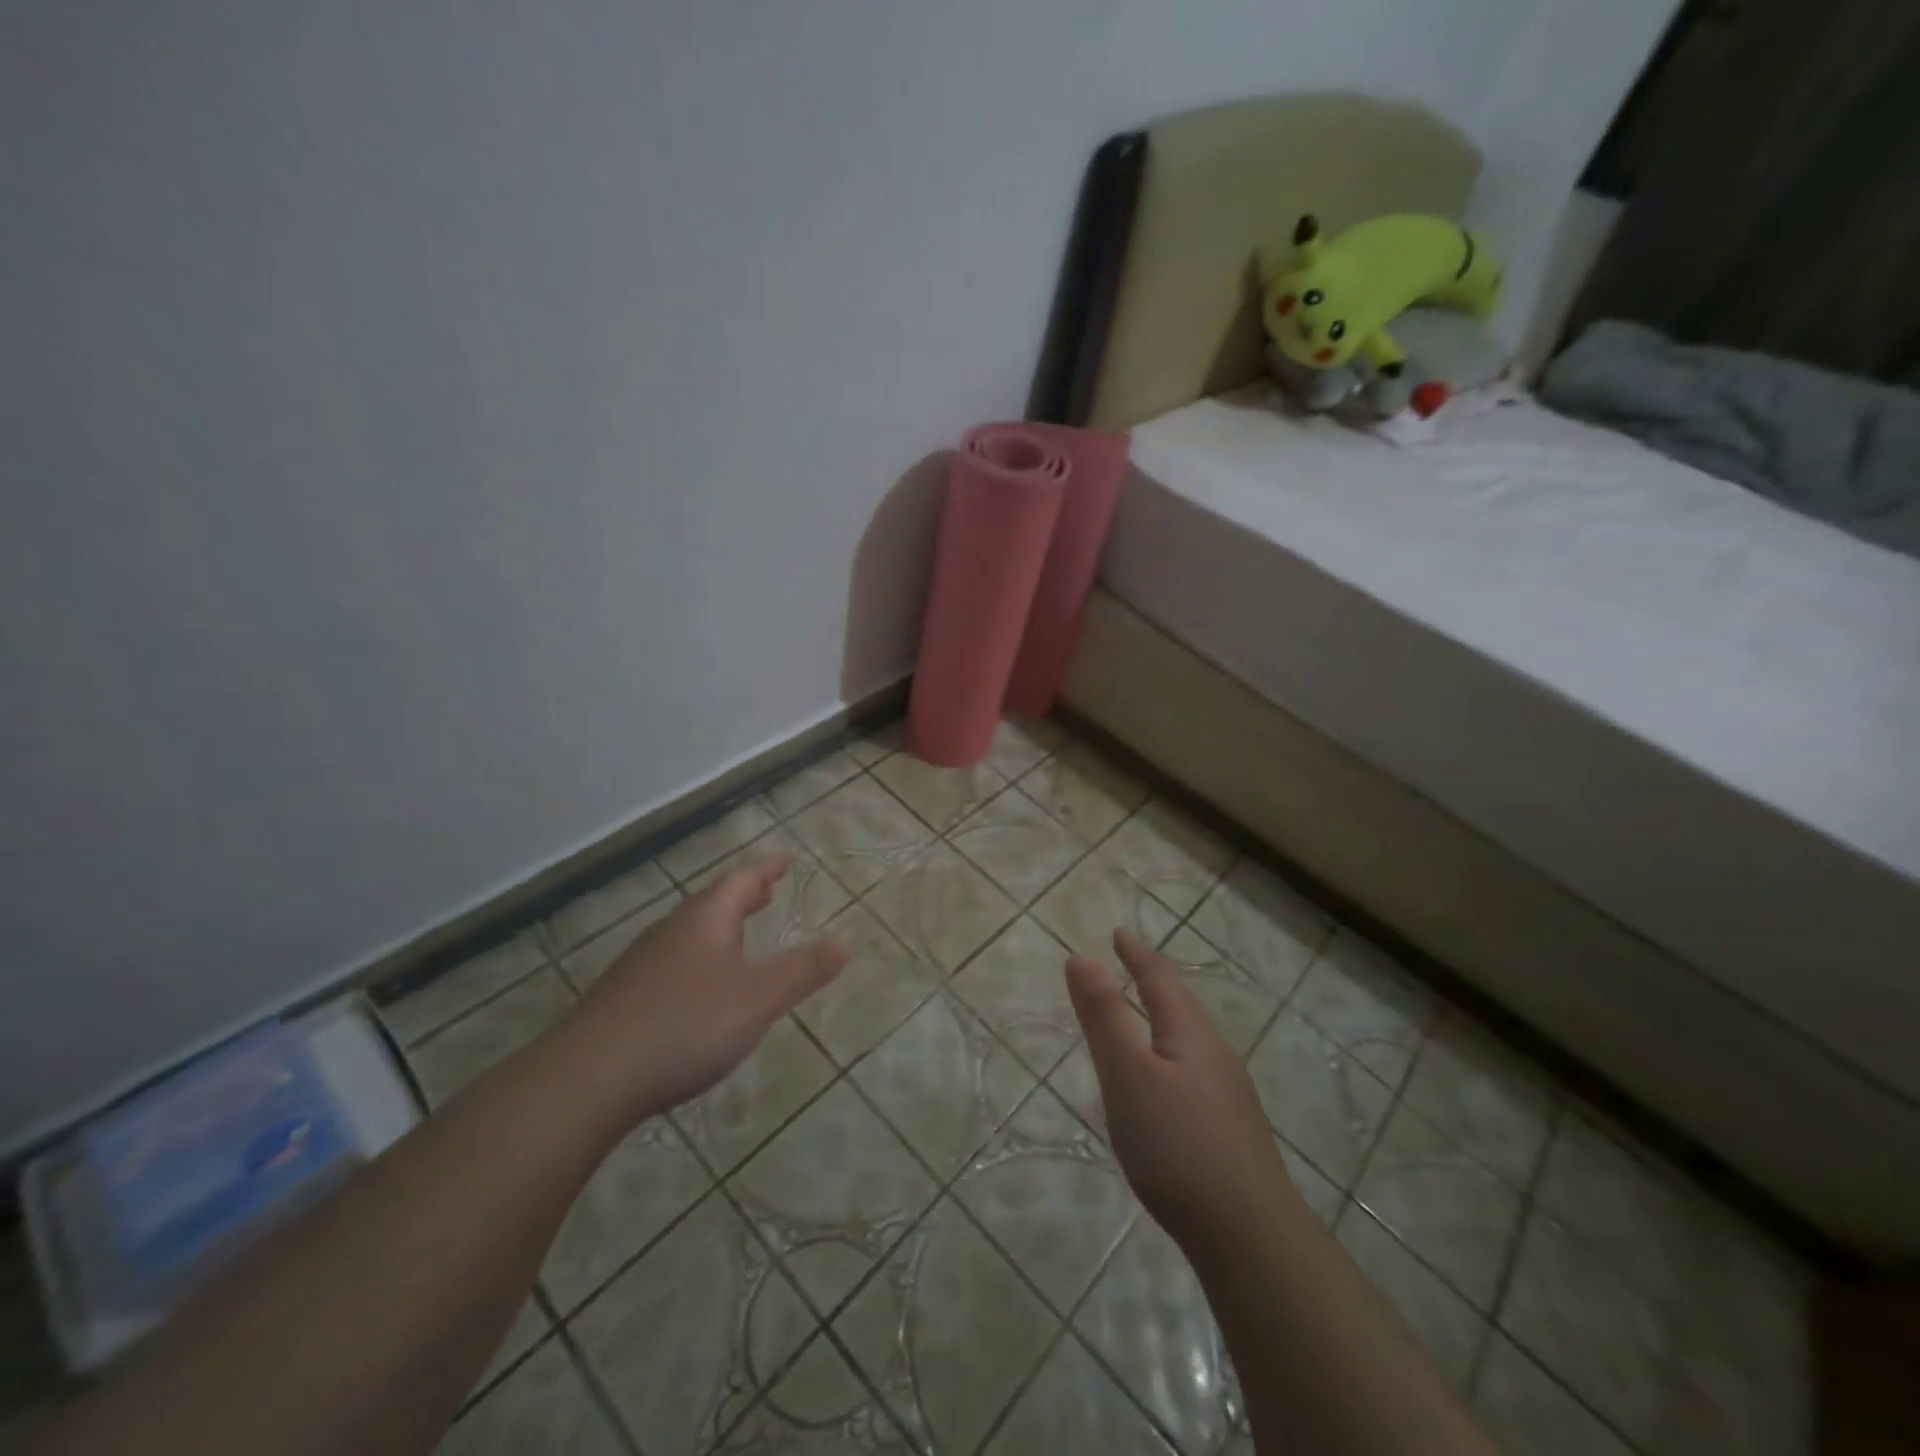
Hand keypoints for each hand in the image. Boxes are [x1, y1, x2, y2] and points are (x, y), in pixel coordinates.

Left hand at [559, 855, 846, 1127]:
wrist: (590, 1077)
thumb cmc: (685, 1025)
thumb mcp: (758, 998)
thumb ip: (803, 970)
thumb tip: (845, 943)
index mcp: (706, 920)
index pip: (742, 880)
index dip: (767, 869)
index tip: (786, 861)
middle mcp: (672, 931)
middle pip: (713, 902)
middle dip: (744, 896)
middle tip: (767, 892)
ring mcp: (643, 963)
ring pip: (691, 932)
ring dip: (720, 927)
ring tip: (740, 935)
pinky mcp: (624, 997)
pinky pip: (673, 961)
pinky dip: (699, 957)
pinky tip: (699, 988)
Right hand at [1065, 930, 1296, 1247]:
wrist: (1250, 1237)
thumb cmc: (1177, 1144)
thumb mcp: (1127, 1074)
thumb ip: (1103, 1016)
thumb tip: (1082, 957)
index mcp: (1189, 1033)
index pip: (1159, 979)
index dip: (1136, 953)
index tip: (1119, 932)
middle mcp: (1214, 1055)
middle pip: (1180, 1006)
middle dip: (1152, 982)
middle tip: (1130, 966)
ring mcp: (1228, 1095)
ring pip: (1188, 1041)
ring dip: (1161, 1020)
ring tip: (1140, 1019)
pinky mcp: (1230, 1131)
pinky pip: (1192, 1072)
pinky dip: (1168, 1057)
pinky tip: (1162, 1087)